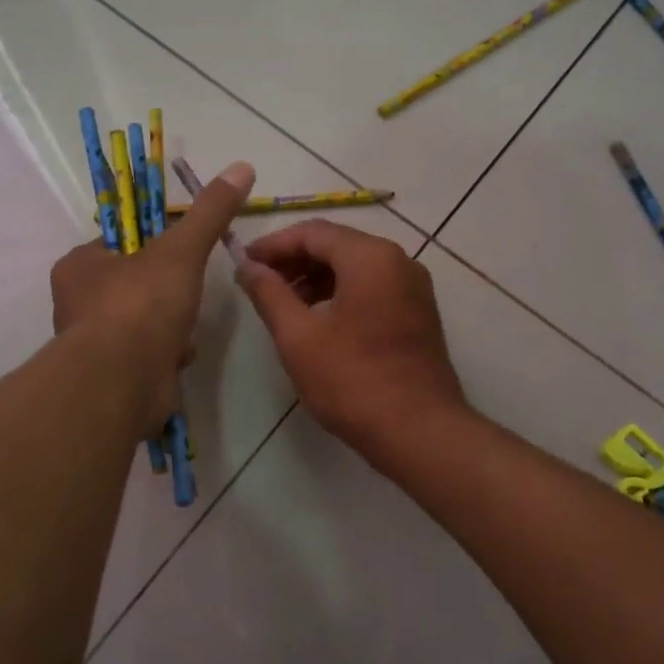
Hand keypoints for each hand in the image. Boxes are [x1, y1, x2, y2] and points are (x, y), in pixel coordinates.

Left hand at [50, 161, 254, 432]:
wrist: (124, 381)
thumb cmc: (141, 305)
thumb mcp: (181, 249)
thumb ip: (209, 212)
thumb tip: (242, 167)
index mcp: (79, 267)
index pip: (120, 243)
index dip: (155, 243)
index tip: (182, 249)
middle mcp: (78, 304)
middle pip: (137, 283)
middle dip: (170, 290)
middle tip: (187, 291)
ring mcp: (95, 343)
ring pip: (147, 321)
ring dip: (173, 324)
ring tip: (183, 328)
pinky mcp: (115, 376)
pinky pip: (151, 354)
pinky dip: (170, 353)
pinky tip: (179, 356)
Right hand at [236, 220, 467, 457]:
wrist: (419, 431)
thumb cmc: (353, 382)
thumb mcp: (298, 337)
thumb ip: (269, 294)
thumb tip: (248, 266)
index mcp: (371, 258)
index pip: (313, 232)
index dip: (273, 244)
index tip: (244, 262)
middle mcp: (399, 261)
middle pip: (337, 245)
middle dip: (294, 260)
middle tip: (259, 283)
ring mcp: (414, 288)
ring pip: (356, 267)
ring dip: (316, 278)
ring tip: (284, 305)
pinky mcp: (418, 313)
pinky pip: (373, 287)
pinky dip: (341, 293)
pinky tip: (318, 320)